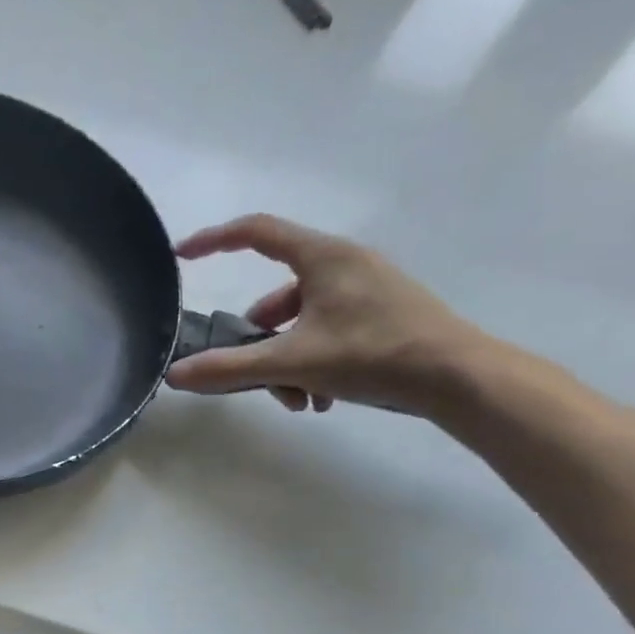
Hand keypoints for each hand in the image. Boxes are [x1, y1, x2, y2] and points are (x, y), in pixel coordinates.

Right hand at [163, 214, 483, 417]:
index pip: (254, 232)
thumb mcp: (293, 362)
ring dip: (287, 361)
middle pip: (275, 295)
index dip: (213, 241)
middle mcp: (343, 264)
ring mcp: (365, 289)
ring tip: (299, 400)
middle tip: (254, 377)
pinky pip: (327, 332)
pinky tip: (323, 398)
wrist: (459, 377)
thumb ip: (230, 368)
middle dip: (259, 341)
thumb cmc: (374, 354)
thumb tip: (175, 375)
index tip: (181, 256)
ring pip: (300, 321)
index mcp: (322, 257)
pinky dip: (314, 363)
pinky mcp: (380, 314)